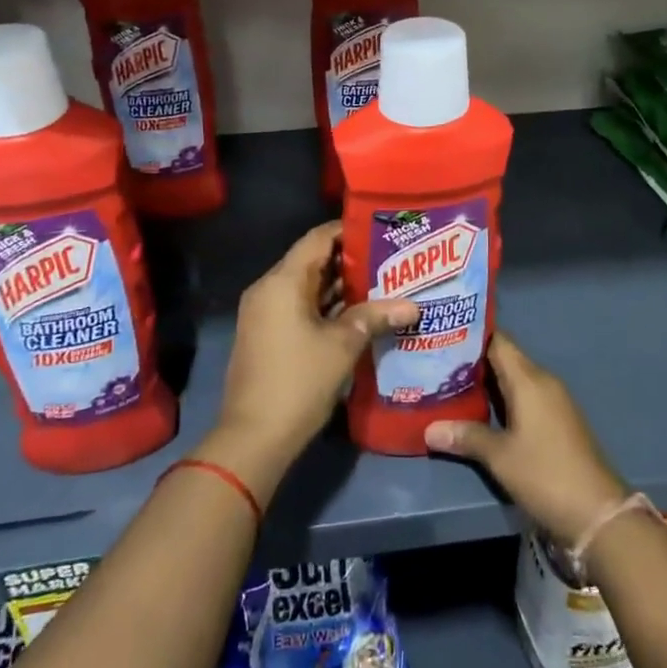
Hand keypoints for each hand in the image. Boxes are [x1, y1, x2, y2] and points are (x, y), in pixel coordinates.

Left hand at [205, 223, 417, 496]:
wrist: (253, 437)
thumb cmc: (298, 381)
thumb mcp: (343, 345)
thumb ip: (375, 317)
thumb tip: (412, 306)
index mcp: (283, 281)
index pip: (318, 238)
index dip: (349, 231)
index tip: (381, 231)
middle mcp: (269, 288)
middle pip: (312, 260)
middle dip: (350, 260)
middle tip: (390, 258)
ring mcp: (265, 312)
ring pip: (307, 285)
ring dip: (339, 285)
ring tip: (382, 282)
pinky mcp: (267, 333)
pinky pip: (299, 305)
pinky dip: (326, 305)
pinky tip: (358, 311)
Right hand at [426, 332, 626, 545]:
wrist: (598, 513)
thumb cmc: (545, 474)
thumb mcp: (500, 457)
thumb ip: (466, 436)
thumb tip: (428, 429)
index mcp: (529, 379)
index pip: (497, 340)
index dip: (470, 335)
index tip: (442, 336)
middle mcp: (542, 381)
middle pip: (504, 358)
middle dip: (472, 361)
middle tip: (436, 363)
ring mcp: (553, 401)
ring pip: (514, 379)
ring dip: (486, 382)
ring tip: (449, 384)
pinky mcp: (557, 421)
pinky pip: (524, 397)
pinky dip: (502, 399)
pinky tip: (479, 411)